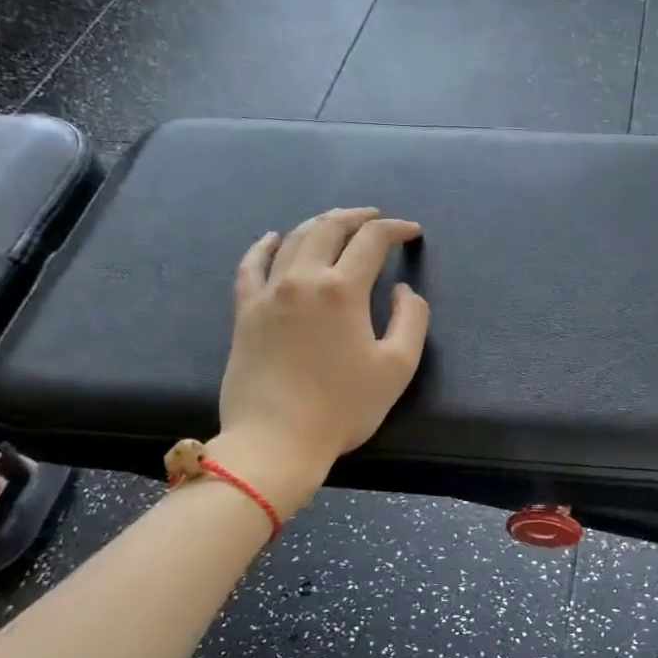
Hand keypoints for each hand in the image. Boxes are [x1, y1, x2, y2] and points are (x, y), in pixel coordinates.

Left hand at [218, 208, 429, 464]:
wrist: (276, 440)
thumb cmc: (344, 407)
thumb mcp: (397, 366)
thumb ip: (411, 319)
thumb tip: (402, 290)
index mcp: (342, 290)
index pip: (372, 241)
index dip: (396, 229)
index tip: (412, 232)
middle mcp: (302, 279)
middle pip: (329, 228)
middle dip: (357, 217)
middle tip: (376, 218)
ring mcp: (268, 293)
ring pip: (293, 240)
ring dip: (319, 224)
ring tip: (337, 223)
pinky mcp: (245, 312)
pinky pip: (251, 266)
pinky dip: (264, 246)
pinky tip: (273, 238)